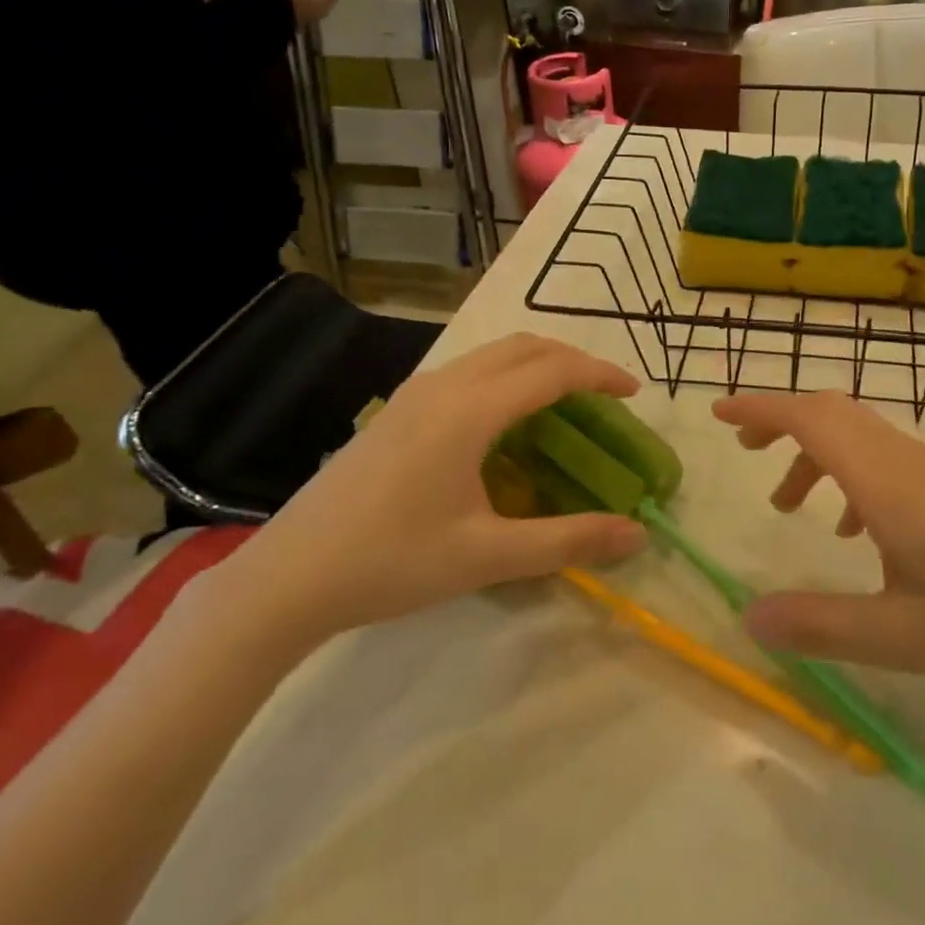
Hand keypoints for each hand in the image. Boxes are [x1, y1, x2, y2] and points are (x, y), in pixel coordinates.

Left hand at [216, 336, 648, 649]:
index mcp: (470, 411)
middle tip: (604, 396)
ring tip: (564, 404)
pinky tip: (506, 423)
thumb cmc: (391, 563)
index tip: (634, 393)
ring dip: (537, 364)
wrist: (287, 577)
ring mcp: (415, 393)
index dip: (600, 374)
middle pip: (524, 346)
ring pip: (492, 354)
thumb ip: (568, 541)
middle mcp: (445, 386)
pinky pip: (468, 371)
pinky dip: (506, 377)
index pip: (553, 370)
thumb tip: (637, 536)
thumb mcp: (488, 556)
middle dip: (572, 360)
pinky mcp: (398, 409)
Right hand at [714, 392, 924, 707]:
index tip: (720, 414)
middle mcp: (909, 463)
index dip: (761, 408)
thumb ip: (822, 625)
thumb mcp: (905, 636)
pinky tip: (856, 535)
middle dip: (782, 422)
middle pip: (834, 413)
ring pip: (861, 436)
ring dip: (816, 453)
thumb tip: (748, 618)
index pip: (812, 419)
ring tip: (790, 506)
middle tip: (745, 454)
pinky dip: (851, 476)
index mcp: (889, 483)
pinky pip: (886, 462)